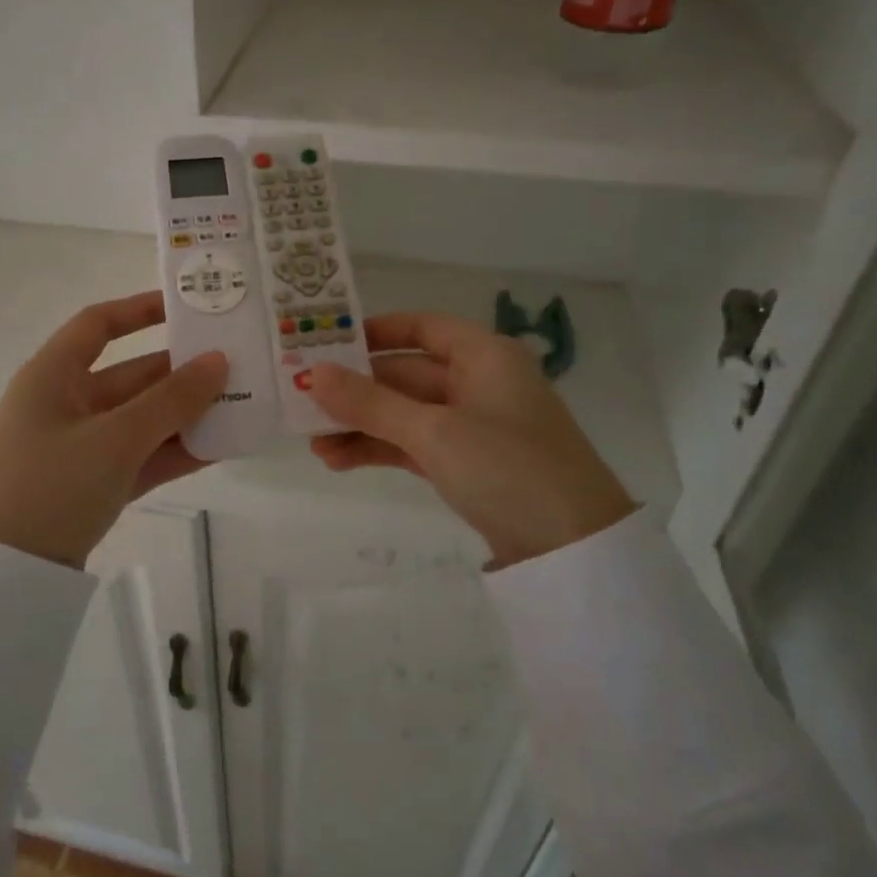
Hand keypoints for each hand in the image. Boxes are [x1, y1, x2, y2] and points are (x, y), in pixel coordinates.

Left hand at [0, 292, 226, 566]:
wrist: (4, 574)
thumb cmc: (51, 484)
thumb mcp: (115, 438)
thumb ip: (171, 400)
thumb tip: (219, 361)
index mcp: (54, 376)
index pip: (98, 325)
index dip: (140, 310)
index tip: (187, 308)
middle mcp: (67, 403)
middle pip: (132, 375)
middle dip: (182, 372)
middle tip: (236, 365)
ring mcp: (82, 446)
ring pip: (143, 419)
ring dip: (186, 415)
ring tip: (241, 406)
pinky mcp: (94, 483)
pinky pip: (142, 456)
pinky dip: (175, 452)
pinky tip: (220, 448)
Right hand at [308, 312, 635, 567]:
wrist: (573, 549)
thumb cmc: (508, 467)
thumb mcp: (434, 432)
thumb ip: (371, 403)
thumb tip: (313, 374)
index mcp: (483, 356)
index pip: (422, 326)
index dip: (375, 331)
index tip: (327, 342)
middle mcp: (478, 382)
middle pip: (405, 374)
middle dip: (356, 391)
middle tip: (303, 402)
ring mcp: (473, 426)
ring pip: (405, 413)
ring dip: (361, 425)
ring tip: (313, 444)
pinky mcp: (468, 464)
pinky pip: (414, 445)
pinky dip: (380, 449)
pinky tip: (339, 461)